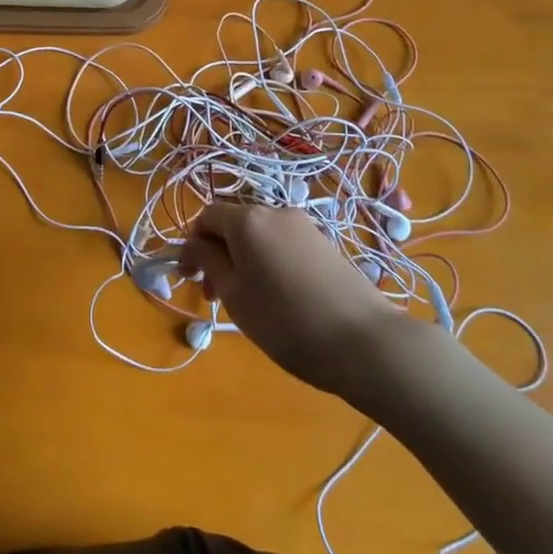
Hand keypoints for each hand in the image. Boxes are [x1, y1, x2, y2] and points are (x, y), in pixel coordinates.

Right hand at [180, 203, 423, 398]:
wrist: (363, 341)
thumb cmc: (284, 320)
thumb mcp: (234, 294)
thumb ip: (208, 262)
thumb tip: (194, 245)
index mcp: (247, 219)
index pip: (206, 216)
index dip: (191, 244)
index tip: (189, 279)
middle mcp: (276, 212)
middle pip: (234, 224)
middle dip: (217, 254)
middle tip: (214, 297)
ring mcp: (305, 227)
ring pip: (260, 236)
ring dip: (242, 260)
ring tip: (245, 301)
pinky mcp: (326, 245)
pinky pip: (283, 245)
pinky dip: (268, 262)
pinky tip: (277, 297)